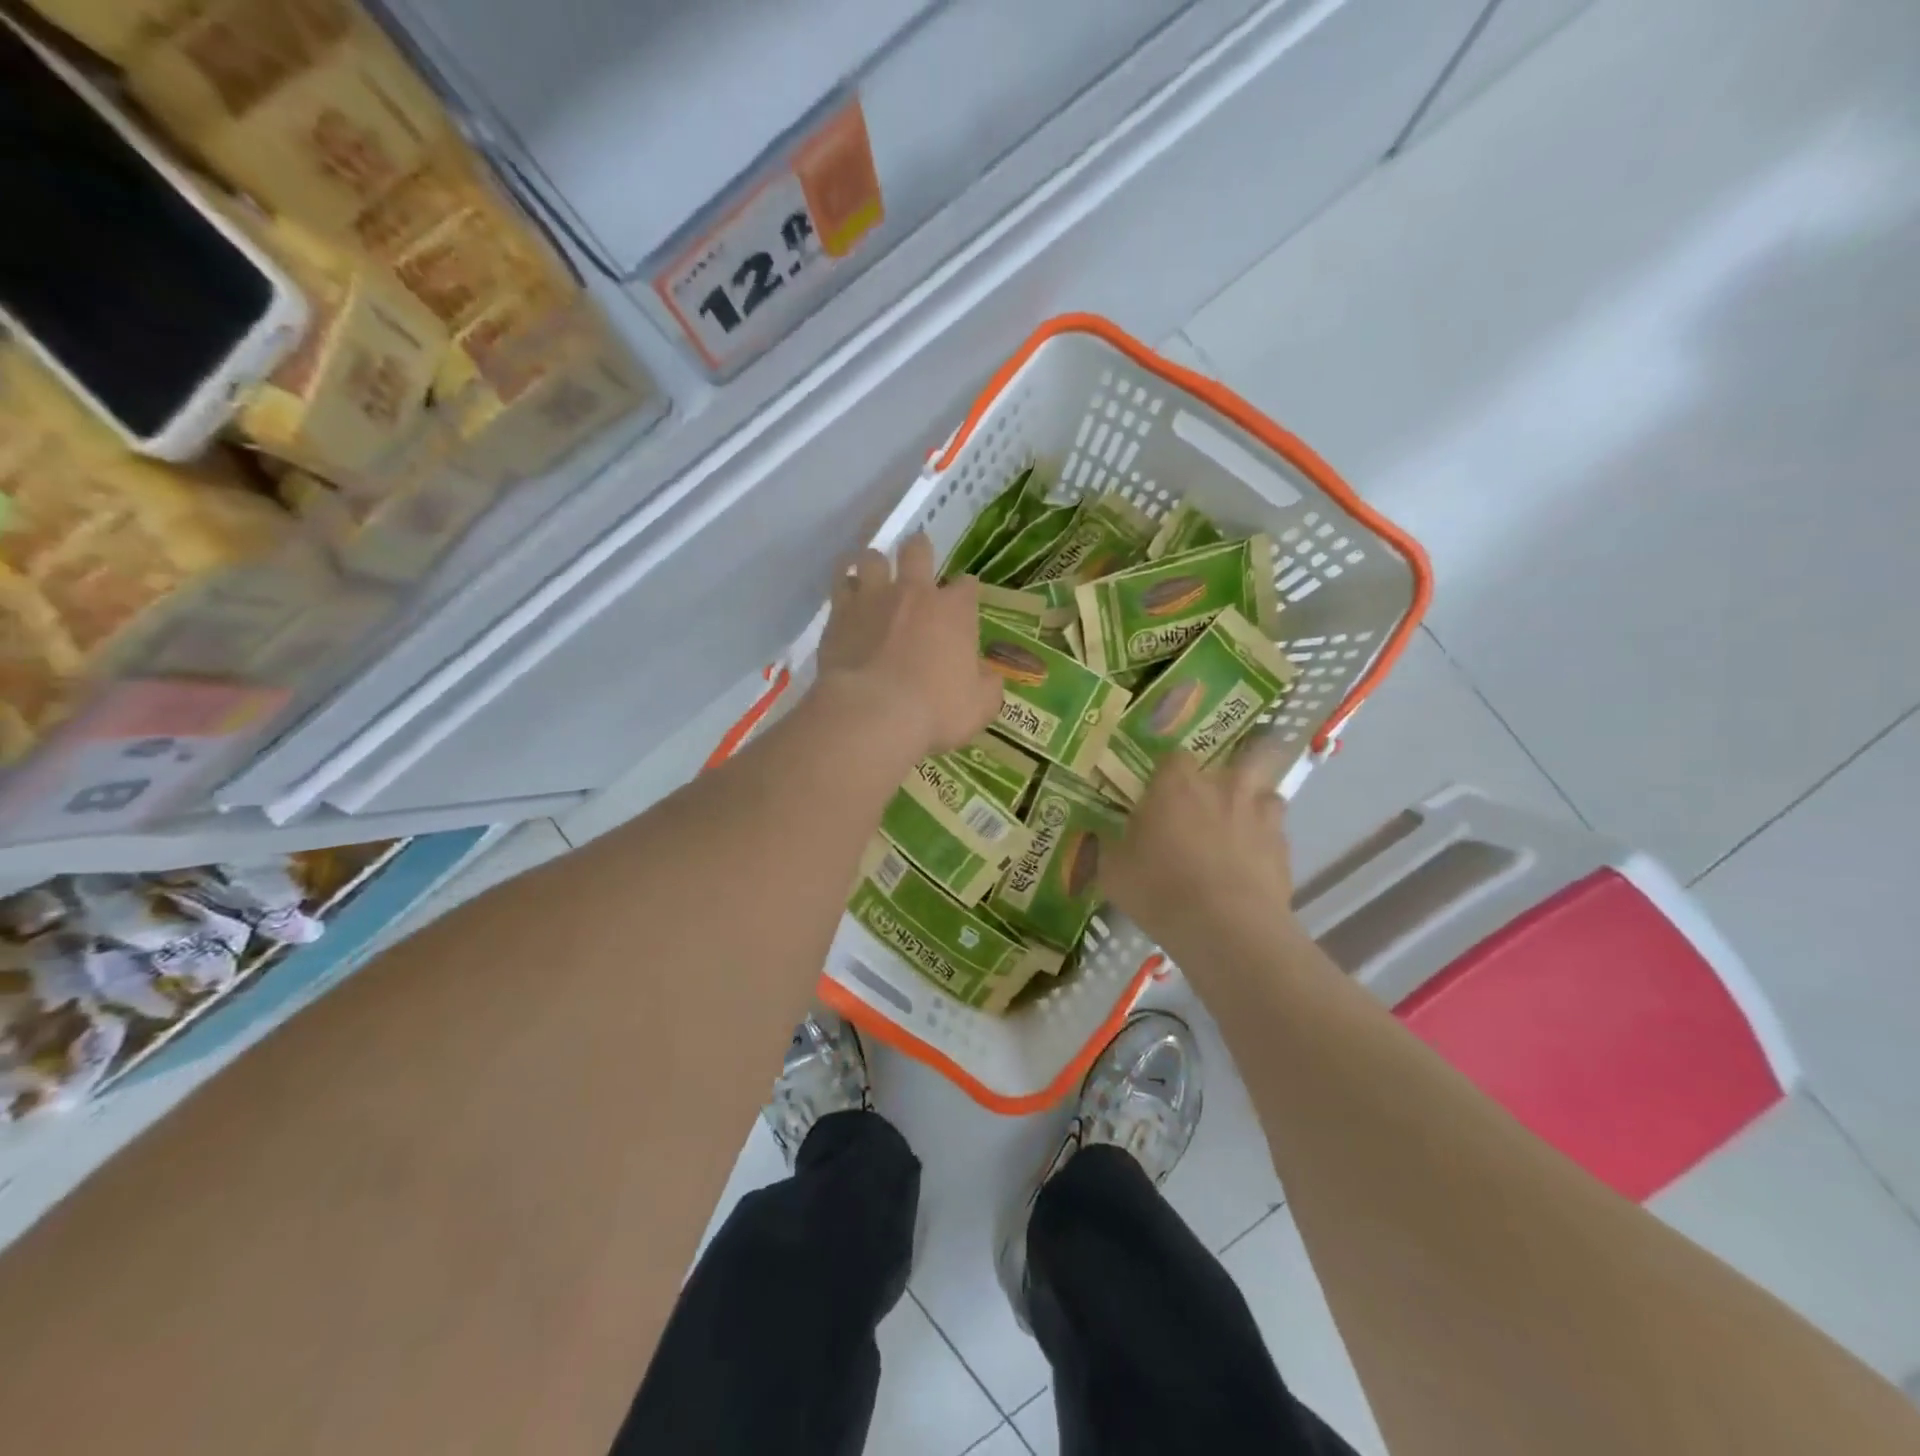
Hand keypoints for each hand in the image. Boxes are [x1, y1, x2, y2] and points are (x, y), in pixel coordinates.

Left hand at [815, 534, 1003, 758]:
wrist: (872, 714)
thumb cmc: (935, 712)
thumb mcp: (979, 707)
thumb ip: (987, 685)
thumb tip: (986, 675)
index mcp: (954, 612)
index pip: (967, 585)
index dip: (966, 591)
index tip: (964, 602)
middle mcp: (914, 593)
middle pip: (917, 550)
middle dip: (919, 551)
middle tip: (916, 563)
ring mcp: (873, 599)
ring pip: (872, 558)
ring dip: (875, 563)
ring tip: (875, 576)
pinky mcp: (839, 614)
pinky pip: (840, 583)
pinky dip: (844, 585)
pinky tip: (846, 596)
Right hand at [1101, 742, 1299, 971]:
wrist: (1227, 929)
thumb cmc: (1160, 890)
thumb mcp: (1114, 872)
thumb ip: (1109, 847)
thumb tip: (1102, 837)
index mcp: (1178, 784)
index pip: (1175, 757)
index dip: (1168, 772)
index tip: (1159, 793)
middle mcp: (1224, 787)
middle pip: (1243, 755)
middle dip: (1234, 769)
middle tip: (1215, 795)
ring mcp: (1260, 815)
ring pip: (1268, 793)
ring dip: (1255, 804)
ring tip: (1240, 827)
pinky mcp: (1284, 848)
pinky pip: (1276, 834)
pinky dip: (1265, 843)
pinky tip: (1251, 866)